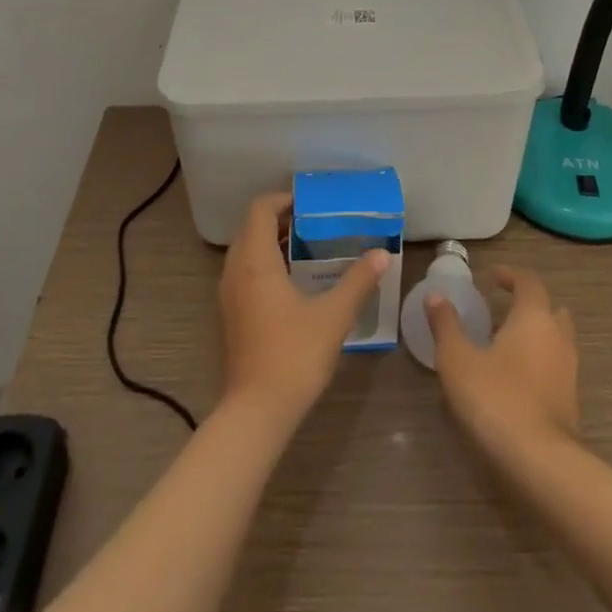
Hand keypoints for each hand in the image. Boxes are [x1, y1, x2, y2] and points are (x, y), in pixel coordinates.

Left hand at [218, 192, 386, 426]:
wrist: (257, 412)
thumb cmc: (294, 355)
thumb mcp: (333, 316)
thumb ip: (358, 281)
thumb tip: (382, 254)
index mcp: (256, 261)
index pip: (260, 209)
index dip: (284, 199)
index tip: (312, 204)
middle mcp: (236, 270)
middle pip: (252, 227)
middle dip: (281, 219)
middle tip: (316, 223)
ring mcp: (229, 294)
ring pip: (247, 251)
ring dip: (273, 242)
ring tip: (309, 248)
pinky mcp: (230, 315)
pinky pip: (244, 272)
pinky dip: (265, 263)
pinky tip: (294, 282)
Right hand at [428, 266, 579, 459]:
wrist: (540, 463)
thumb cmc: (496, 399)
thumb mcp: (458, 359)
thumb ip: (446, 325)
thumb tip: (435, 296)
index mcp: (534, 317)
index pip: (529, 281)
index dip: (510, 275)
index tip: (491, 277)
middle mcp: (558, 337)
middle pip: (550, 309)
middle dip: (528, 305)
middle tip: (501, 311)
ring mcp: (569, 371)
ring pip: (556, 340)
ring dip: (535, 336)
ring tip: (504, 346)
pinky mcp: (571, 402)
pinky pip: (556, 368)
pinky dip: (539, 363)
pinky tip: (514, 380)